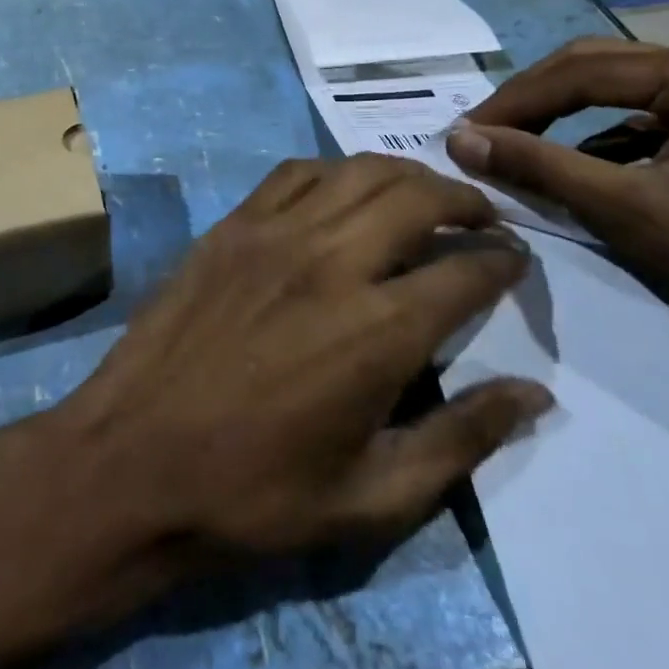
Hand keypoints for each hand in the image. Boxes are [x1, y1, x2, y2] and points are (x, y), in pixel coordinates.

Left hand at [58, 153, 554, 556]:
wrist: (133, 460)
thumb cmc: (254, 493)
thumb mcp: (372, 497)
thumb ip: (462, 439)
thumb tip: (535, 394)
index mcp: (377, 330)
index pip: (466, 270)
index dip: (504, 260)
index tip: (518, 260)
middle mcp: (332, 260)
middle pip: (418, 196)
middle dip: (465, 200)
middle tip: (481, 219)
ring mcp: (274, 232)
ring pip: (359, 171)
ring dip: (405, 176)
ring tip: (423, 197)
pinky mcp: (232, 224)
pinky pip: (296, 173)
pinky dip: (336, 172)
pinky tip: (343, 193)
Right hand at [446, 39, 668, 345]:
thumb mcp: (637, 212)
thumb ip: (545, 169)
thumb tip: (462, 141)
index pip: (577, 72)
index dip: (512, 103)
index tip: (463, 134)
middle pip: (594, 66)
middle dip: (533, 100)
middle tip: (483, 134)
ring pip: (616, 86)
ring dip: (562, 114)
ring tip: (516, 143)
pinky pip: (643, 111)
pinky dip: (599, 133)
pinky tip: (576, 161)